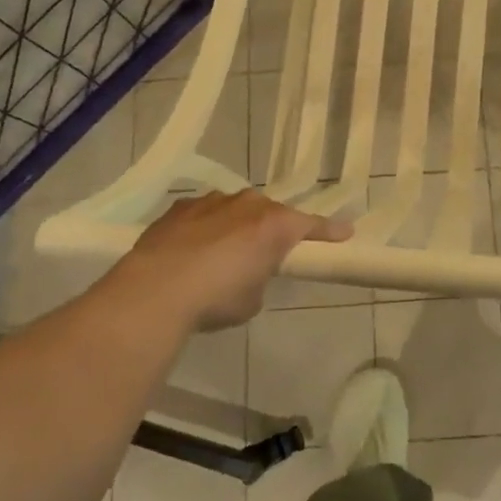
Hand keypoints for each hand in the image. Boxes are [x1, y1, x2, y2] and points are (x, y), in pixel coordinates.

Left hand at [116, 191, 351, 331]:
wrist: (155, 290)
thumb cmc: (216, 298)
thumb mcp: (253, 299)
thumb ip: (261, 277)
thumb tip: (249, 272)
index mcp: (274, 225)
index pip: (311, 226)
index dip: (329, 232)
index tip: (345, 233)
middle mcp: (248, 204)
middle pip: (271, 213)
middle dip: (272, 230)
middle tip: (267, 254)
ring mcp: (212, 201)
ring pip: (236, 209)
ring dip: (236, 226)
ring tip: (223, 254)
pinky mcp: (181, 207)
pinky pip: (204, 214)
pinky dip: (205, 228)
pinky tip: (192, 250)